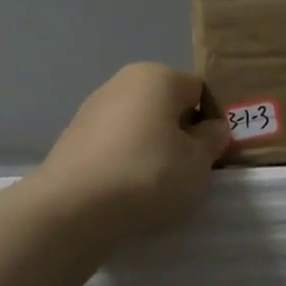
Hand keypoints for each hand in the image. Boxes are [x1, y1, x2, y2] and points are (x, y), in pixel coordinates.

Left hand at [35, 63, 230, 239]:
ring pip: (139, 125)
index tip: (212, 155)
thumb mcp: (197, 163)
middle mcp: (123, 81)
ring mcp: (93, 107)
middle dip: (180, 133)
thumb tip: (213, 128)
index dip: (212, 122)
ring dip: (152, 148)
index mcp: (157, 76)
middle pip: (167, 105)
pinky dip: (125, 160)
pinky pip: (114, 143)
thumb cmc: (147, 175)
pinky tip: (126, 190)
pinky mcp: (73, 136)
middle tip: (187, 172)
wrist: (72, 209)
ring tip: (155, 186)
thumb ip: (212, 140)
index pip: (199, 90)